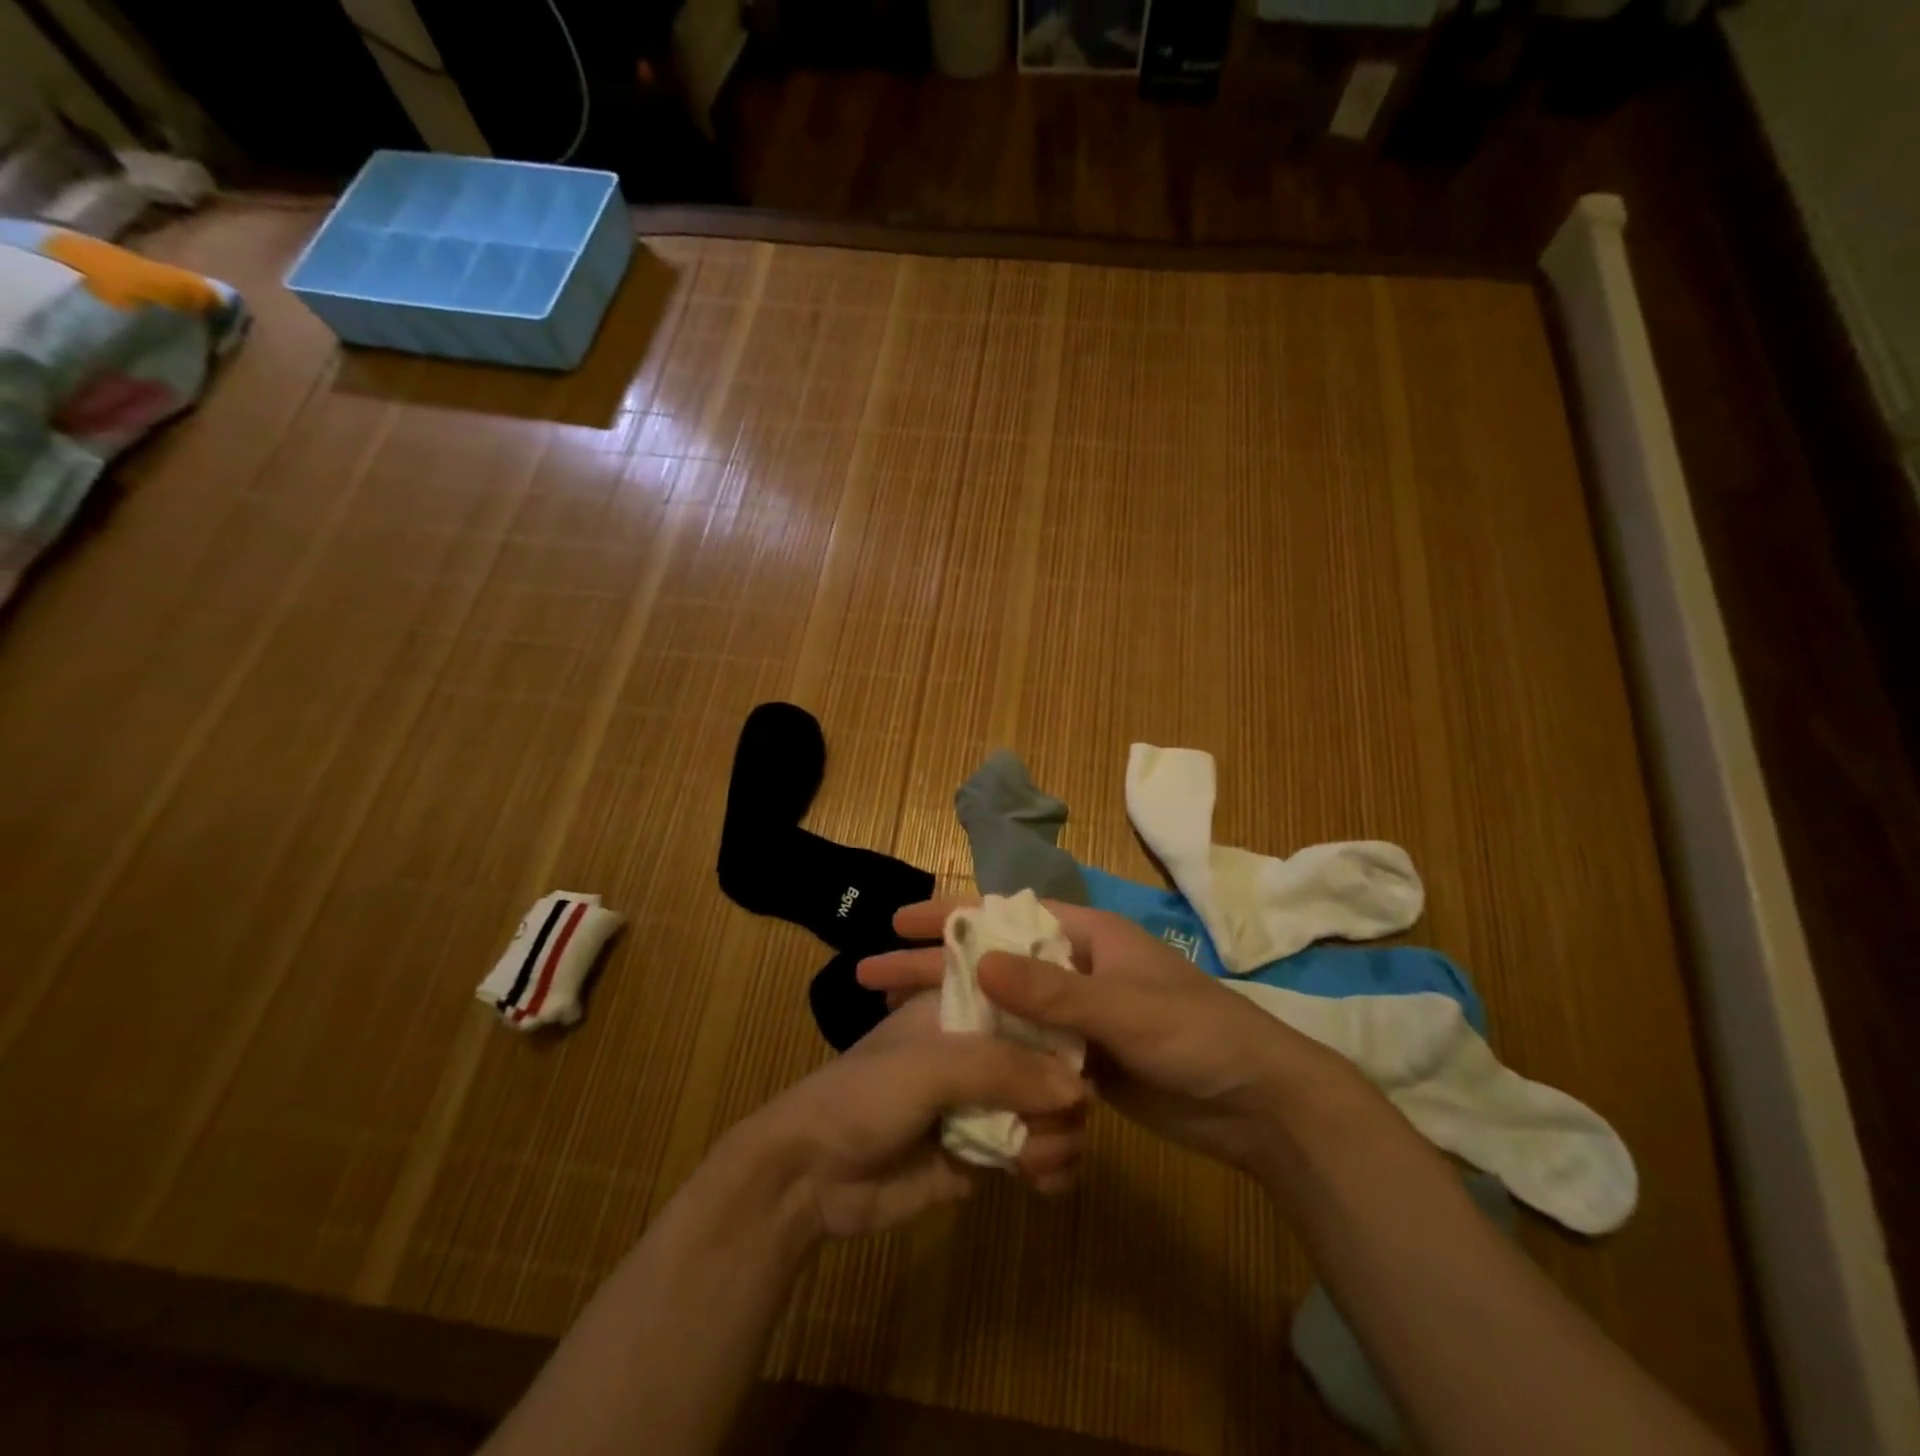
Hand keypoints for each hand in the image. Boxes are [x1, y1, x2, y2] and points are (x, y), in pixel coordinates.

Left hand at [728, 993, 1088, 1241]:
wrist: (809, 1177)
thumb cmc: (864, 1095)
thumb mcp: (931, 1065)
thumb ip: (1004, 1069)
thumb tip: (1080, 1089)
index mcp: (964, 1009)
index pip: (1030, 1006)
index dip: (1062, 1028)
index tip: (1088, 1056)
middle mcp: (979, 1051)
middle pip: (1047, 1064)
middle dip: (1061, 1097)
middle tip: (1055, 1125)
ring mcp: (981, 1104)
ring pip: (1046, 1112)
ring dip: (1056, 1137)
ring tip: (1035, 1161)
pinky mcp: (982, 1156)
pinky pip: (1032, 1156)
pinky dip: (1047, 1169)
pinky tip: (1043, 1183)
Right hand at [860, 900, 1352, 1176]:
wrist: (1257, 1104)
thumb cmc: (1196, 1035)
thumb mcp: (1125, 1008)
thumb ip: (1053, 990)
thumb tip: (979, 961)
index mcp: (1085, 936)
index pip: (1005, 915)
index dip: (951, 914)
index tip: (899, 920)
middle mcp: (1074, 968)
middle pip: (994, 961)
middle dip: (937, 966)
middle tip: (873, 974)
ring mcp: (1076, 1017)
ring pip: (1004, 1009)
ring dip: (958, 1014)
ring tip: (898, 1024)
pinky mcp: (1081, 1060)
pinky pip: (1025, 1050)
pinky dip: (992, 1056)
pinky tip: (951, 1067)